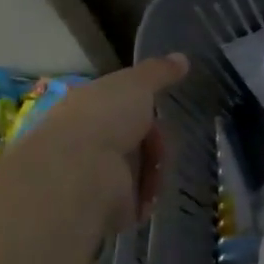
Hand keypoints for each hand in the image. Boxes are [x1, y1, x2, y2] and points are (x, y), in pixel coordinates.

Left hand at [7, 54, 188, 233]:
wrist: (81, 174)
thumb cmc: (104, 119)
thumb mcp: (136, 84)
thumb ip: (159, 72)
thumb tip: (182, 57)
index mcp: (87, 108)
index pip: (120, 106)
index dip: (143, 108)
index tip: (161, 110)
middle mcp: (86, 140)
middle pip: (134, 140)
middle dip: (154, 144)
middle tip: (163, 146)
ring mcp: (93, 175)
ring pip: (139, 170)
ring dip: (153, 171)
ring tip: (157, 173)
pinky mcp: (103, 207)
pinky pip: (137, 201)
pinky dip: (147, 197)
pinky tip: (150, 194)